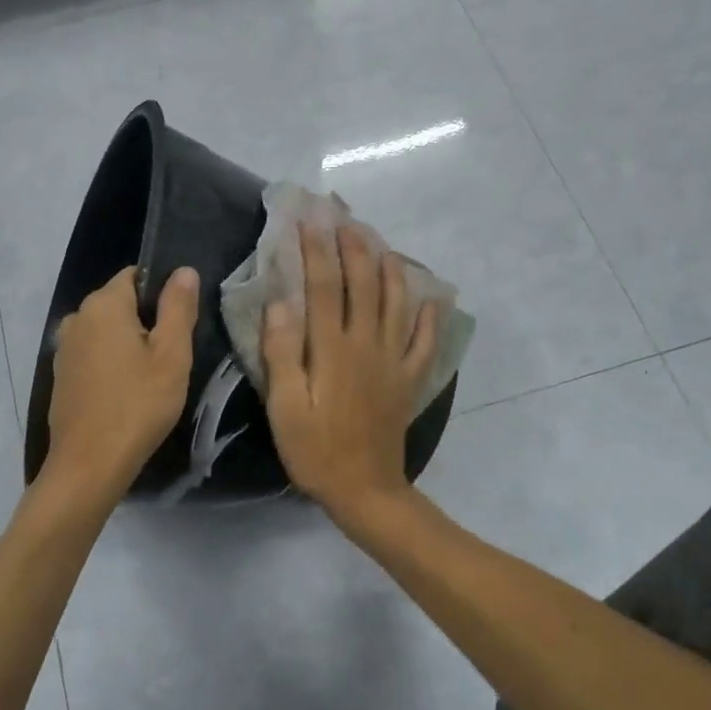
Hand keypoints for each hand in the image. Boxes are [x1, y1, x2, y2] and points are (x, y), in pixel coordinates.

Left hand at [46, 265, 199, 495]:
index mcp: (103, 304)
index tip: (180, 325)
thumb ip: (178, 307)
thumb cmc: (138, 405)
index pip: (136, 276)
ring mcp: (64, 349)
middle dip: (146, 322)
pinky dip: (111, 366)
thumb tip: (183, 270)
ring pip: (106, 333)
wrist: (89, 464)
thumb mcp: (171, 355)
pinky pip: (93, 356)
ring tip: (151, 379)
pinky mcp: (61, 376)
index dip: (162, 294)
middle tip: (171, 358)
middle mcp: (76, 318)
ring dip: (128, 346)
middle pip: (120, 304)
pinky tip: (126, 394)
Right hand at [262, 225, 438, 523]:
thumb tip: (280, 302)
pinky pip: (424, 342)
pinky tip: (430, 301)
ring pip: (397, 304)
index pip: (323, 287)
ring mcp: (393, 362)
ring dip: (390, 271)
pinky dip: (428, 318)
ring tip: (383, 246)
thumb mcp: (285, 407)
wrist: (365, 490)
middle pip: (364, 286)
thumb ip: (282, 353)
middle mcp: (367, 345)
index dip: (316, 250)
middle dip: (355, 249)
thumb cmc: (316, 450)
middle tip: (346, 219)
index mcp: (332, 349)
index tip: (309, 220)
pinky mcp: (408, 381)